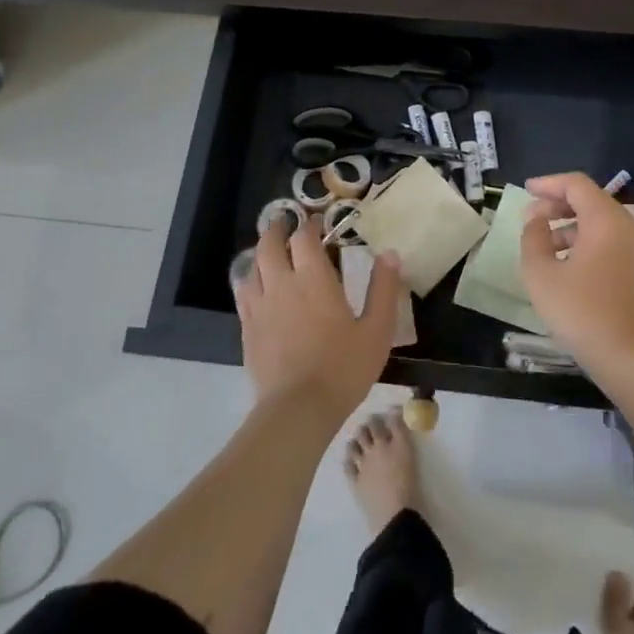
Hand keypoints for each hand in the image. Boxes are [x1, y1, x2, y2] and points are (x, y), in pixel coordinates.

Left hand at [234, 214, 402, 426]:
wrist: (297, 410)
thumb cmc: (343, 368)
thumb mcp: (377, 330)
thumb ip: (384, 289)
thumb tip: (390, 254)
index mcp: (314, 279)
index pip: (305, 238)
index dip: (310, 225)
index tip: (318, 223)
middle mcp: (282, 284)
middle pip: (270, 244)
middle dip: (278, 229)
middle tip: (286, 223)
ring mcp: (260, 307)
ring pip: (252, 266)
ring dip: (261, 252)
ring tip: (271, 251)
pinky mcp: (247, 329)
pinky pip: (243, 293)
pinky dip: (250, 279)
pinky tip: (257, 286)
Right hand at [519, 172, 633, 371]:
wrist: (627, 357)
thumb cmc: (580, 311)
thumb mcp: (541, 273)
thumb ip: (533, 238)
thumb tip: (536, 220)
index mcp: (605, 220)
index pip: (576, 184)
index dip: (548, 184)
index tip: (526, 190)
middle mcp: (626, 227)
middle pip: (590, 200)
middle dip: (558, 204)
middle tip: (531, 218)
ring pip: (599, 223)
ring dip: (569, 226)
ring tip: (543, 245)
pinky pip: (608, 242)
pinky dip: (584, 242)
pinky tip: (565, 265)